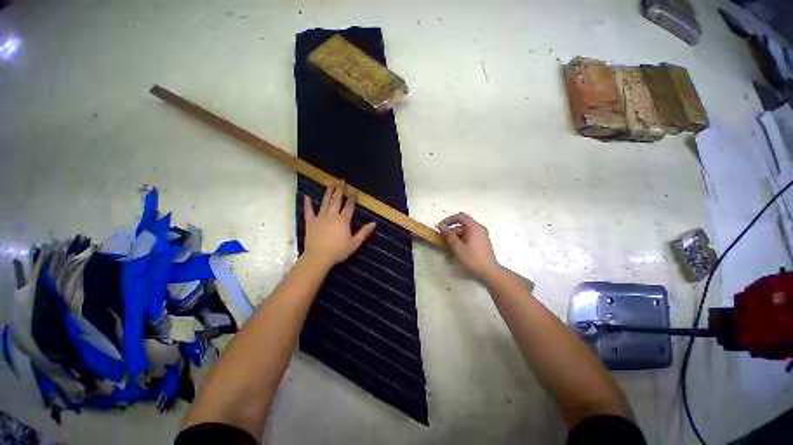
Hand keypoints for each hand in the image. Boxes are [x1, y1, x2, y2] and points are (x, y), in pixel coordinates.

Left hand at [302, 181, 375, 268]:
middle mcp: (332, 215)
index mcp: (343, 220)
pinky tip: (306, 196)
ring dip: (328, 193)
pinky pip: (308, 211)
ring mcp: (320, 217)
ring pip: (324, 202)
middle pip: (337, 200)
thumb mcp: (354, 243)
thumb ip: (364, 232)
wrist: (318, 257)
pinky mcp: (310, 222)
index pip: (349, 206)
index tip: (354, 190)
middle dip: (340, 190)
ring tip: (330, 185)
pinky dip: (307, 203)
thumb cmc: (338, 251)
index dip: (352, 198)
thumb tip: (374, 223)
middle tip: (341, 181)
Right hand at [437, 212, 500, 281]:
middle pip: (462, 225)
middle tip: (442, 239)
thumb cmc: (472, 258)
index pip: (460, 216)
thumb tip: (441, 226)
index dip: (449, 220)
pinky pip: (469, 238)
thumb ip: (448, 235)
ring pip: (465, 232)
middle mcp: (479, 229)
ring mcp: (481, 236)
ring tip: (447, 247)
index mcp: (474, 227)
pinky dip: (461, 241)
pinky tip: (456, 250)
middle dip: (451, 231)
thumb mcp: (457, 247)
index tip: (441, 227)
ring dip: (455, 237)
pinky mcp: (481, 243)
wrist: (489, 272)